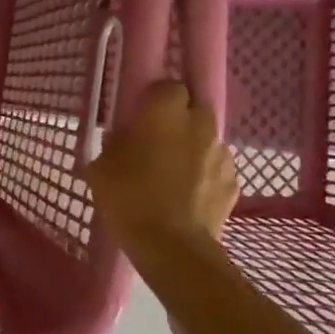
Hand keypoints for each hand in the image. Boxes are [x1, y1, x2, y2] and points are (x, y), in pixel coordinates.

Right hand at [86, 80, 236, 253]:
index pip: (168, 86)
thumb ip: (113, 145)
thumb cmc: (130, 198)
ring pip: (207, 139)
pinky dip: (205, 177)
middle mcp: (200, 123)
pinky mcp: (234, 183)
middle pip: (194, 108)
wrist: (172, 247)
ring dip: (194, 148)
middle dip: (180, 120)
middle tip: (158, 142)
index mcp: (166, 111)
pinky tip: (188, 197)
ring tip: (174, 174)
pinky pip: (216, 170)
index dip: (155, 100)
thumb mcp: (101, 169)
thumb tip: (120, 140)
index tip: (141, 118)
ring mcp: (222, 153)